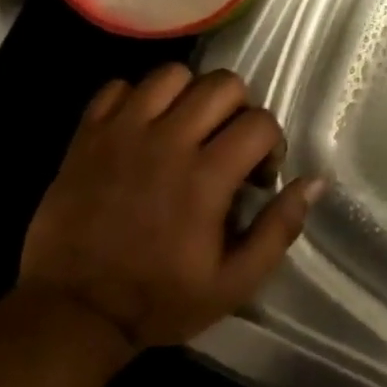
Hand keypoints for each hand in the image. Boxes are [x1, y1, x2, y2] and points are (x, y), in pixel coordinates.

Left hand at [19, 66, 324, 349]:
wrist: (72, 313)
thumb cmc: (159, 300)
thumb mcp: (234, 282)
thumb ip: (279, 229)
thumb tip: (314, 181)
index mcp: (206, 177)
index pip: (260, 122)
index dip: (271, 144)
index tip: (258, 176)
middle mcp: (168, 141)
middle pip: (223, 84)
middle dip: (239, 109)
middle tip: (228, 144)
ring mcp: (123, 132)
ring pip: (172, 74)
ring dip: (190, 95)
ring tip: (186, 129)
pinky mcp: (87, 135)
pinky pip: (119, 86)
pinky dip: (136, 98)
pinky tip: (142, 129)